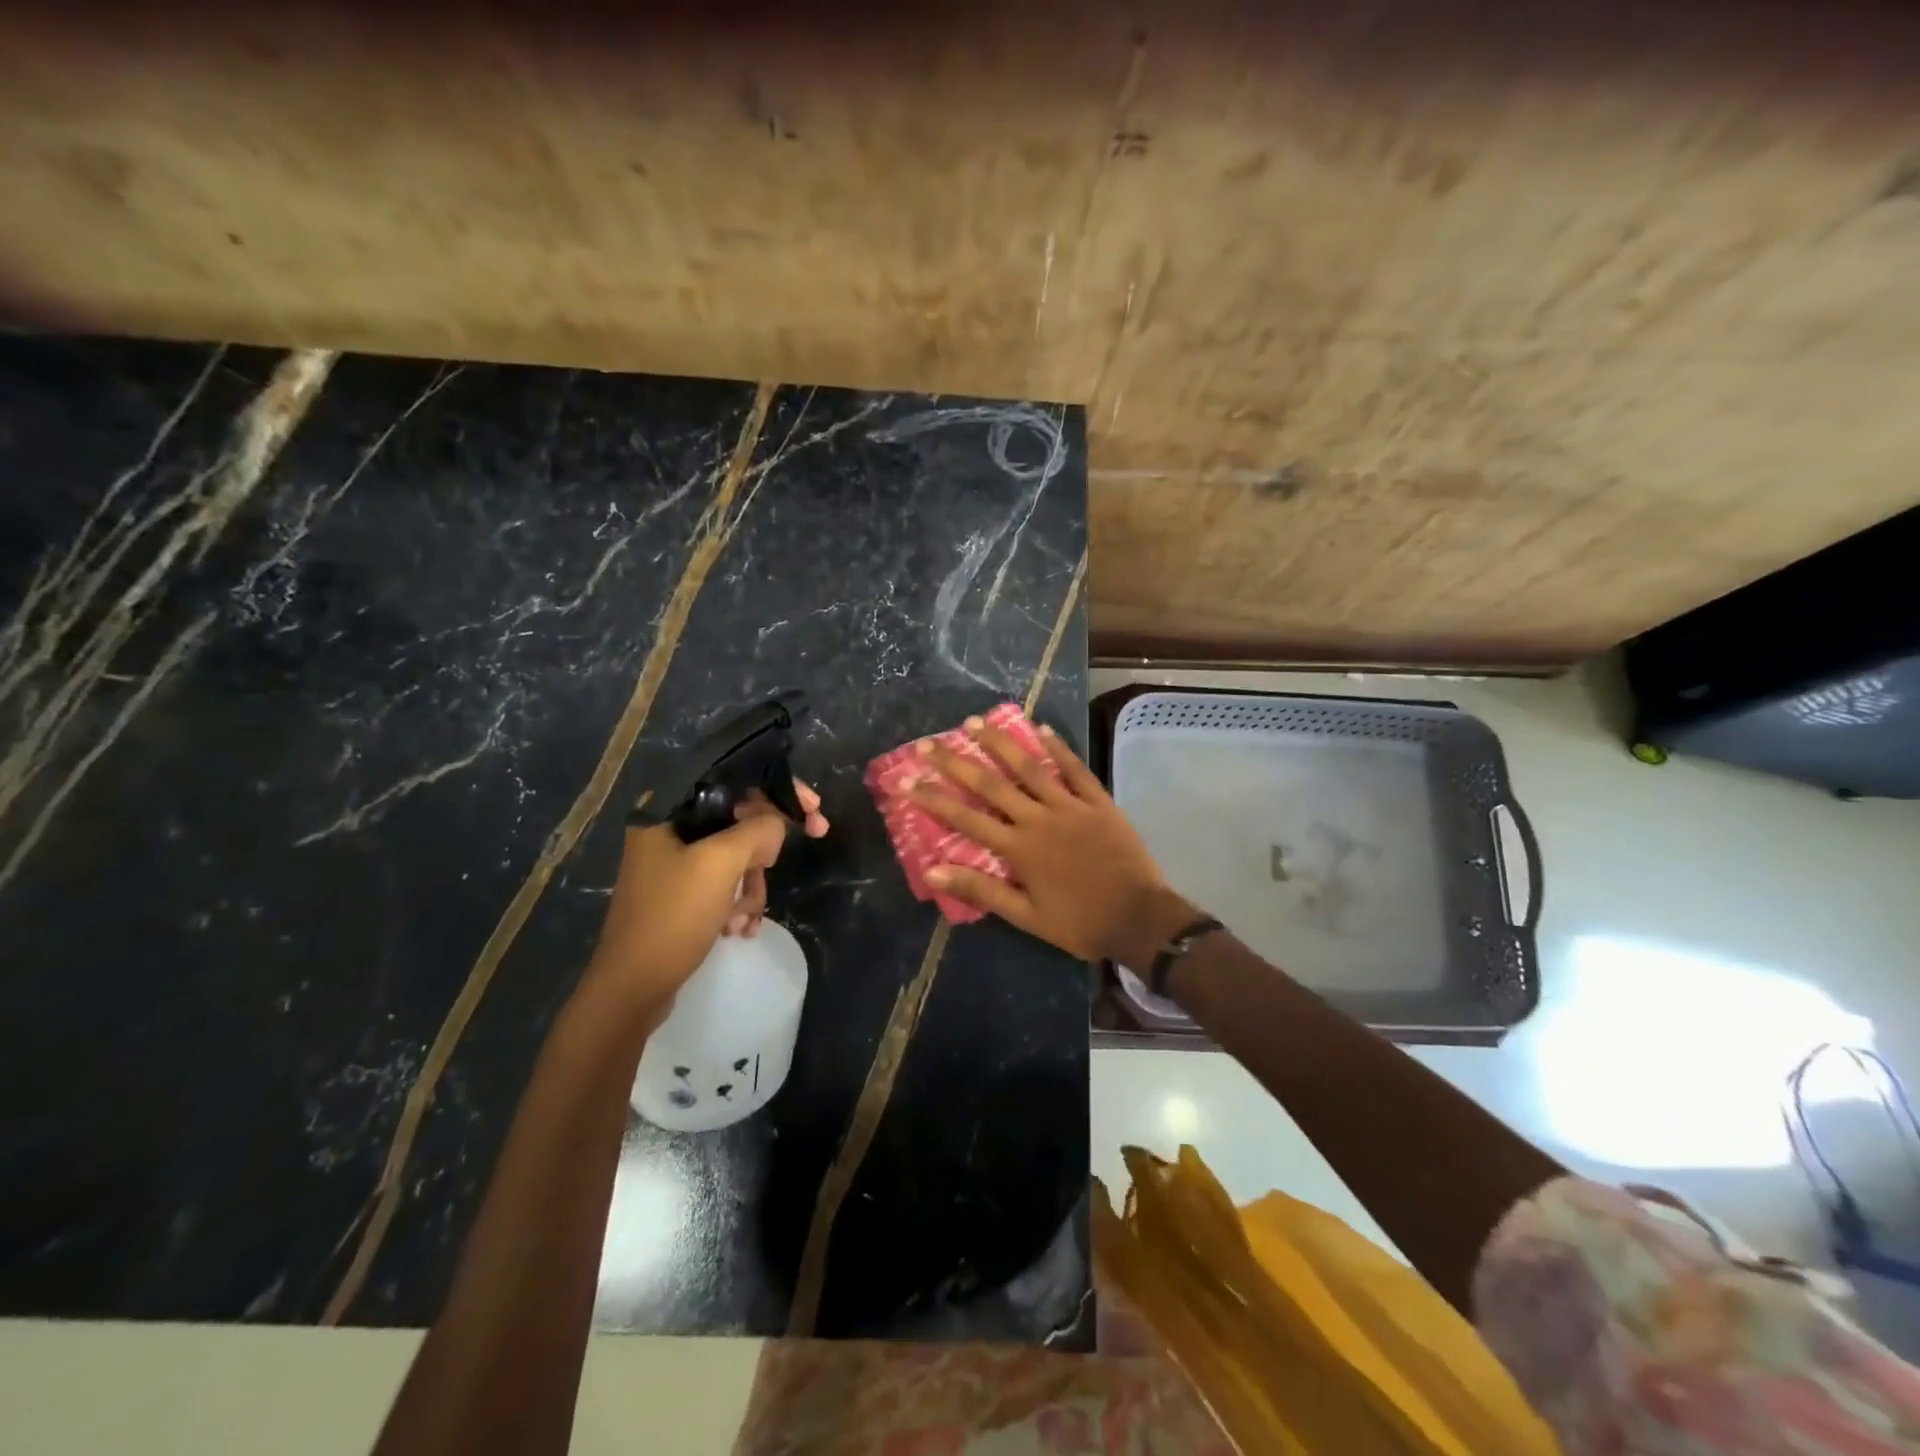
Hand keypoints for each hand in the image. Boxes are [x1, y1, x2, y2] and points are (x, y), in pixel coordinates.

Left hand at [583, 781, 828, 1015]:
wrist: (632, 989)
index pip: (733, 780)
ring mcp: (674, 864)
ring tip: (744, 917)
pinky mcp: (682, 895)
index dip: (778, 789)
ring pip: (737, 855)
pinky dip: (739, 904)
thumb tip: (777, 824)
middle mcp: (669, 830)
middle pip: (739, 819)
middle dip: (764, 850)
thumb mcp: (720, 865)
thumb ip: (757, 830)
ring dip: (751, 886)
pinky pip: (725, 884)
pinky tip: (739, 930)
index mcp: (668, 810)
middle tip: (789, 858)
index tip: (813, 807)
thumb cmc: (672, 917)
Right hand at [910, 720, 1197, 963]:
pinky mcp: (1098, 802)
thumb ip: (981, 890)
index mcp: (1019, 848)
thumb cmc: (1079, 922)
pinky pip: (1075, 769)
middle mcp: (1039, 818)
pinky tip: (1041, 728)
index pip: (966, 818)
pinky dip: (1059, 748)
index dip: (934, 798)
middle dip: (957, 762)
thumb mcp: (1026, 916)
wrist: (1139, 918)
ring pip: (1030, 767)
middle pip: (991, 784)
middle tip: (930, 742)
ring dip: (1000, 742)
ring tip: (975, 721)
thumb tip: (932, 872)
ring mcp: (1070, 806)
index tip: (907, 780)